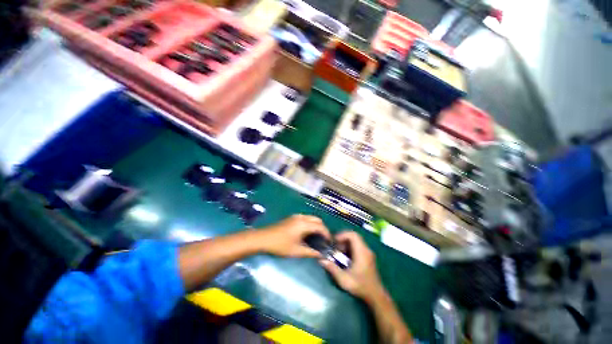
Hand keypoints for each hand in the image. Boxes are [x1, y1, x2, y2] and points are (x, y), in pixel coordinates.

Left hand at [258, 215, 330, 257]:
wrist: (263, 238)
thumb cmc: (280, 245)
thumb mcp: (296, 251)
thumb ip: (310, 252)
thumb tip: (321, 254)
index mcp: (304, 224)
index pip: (320, 227)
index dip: (327, 234)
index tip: (330, 242)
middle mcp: (301, 217)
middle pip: (317, 219)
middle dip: (322, 228)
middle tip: (324, 239)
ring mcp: (296, 216)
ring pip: (311, 218)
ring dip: (316, 225)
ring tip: (317, 237)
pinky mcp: (291, 218)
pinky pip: (305, 218)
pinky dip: (310, 224)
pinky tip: (307, 233)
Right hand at [319, 231, 384, 301]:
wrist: (376, 296)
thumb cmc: (360, 286)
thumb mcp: (344, 279)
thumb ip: (332, 269)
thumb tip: (321, 260)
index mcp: (362, 252)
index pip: (353, 235)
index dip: (342, 235)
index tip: (335, 242)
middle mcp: (366, 250)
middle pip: (354, 236)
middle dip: (343, 239)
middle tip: (335, 247)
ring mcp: (368, 253)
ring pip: (356, 241)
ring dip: (346, 244)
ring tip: (339, 252)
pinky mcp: (368, 257)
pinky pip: (358, 246)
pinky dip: (350, 248)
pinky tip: (345, 257)